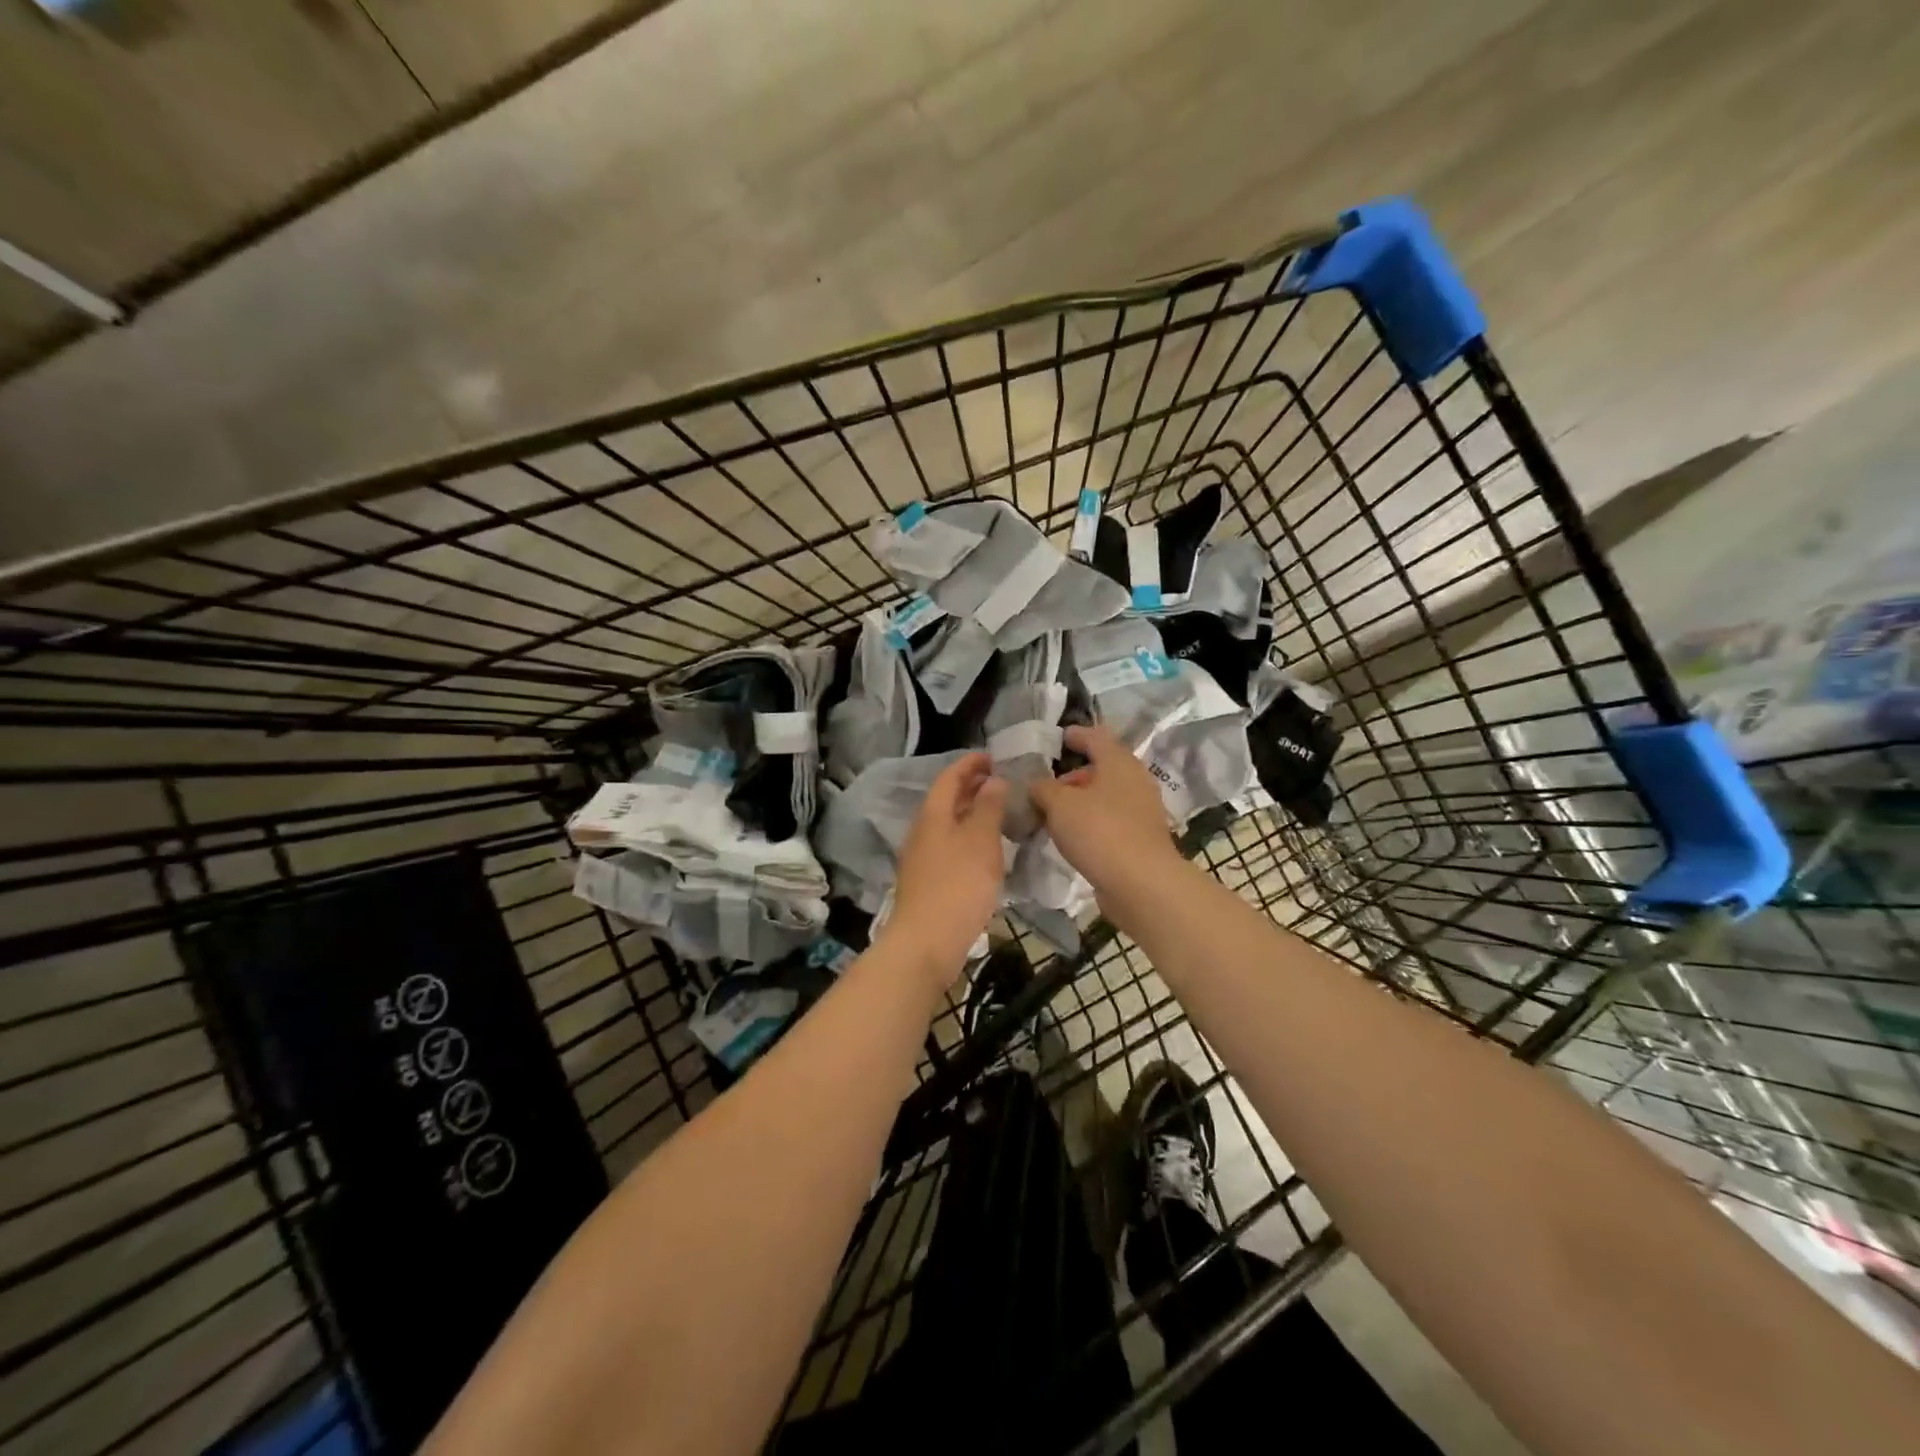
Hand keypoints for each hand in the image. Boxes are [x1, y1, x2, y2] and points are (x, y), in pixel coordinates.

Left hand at [888, 752, 1008, 985]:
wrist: (927, 942)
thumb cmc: (958, 885)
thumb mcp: (981, 840)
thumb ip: (988, 807)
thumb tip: (992, 780)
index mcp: (933, 815)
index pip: (949, 777)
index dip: (969, 764)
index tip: (992, 756)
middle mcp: (922, 832)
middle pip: (946, 800)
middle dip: (971, 787)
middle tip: (1000, 782)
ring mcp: (922, 859)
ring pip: (948, 825)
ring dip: (971, 814)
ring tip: (999, 814)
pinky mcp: (928, 883)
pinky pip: (950, 848)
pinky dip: (969, 839)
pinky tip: (986, 852)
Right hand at [1029, 725, 1184, 900]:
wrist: (1142, 884)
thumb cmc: (1099, 831)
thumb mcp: (1059, 804)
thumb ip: (1043, 788)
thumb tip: (1036, 784)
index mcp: (1119, 762)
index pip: (1096, 736)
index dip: (1075, 735)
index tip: (1059, 738)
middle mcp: (1135, 780)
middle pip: (1102, 768)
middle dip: (1073, 774)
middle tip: (1045, 785)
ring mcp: (1141, 811)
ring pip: (1106, 796)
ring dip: (1080, 801)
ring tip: (1052, 813)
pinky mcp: (1140, 838)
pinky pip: (1110, 820)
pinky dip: (1090, 822)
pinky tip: (1071, 836)